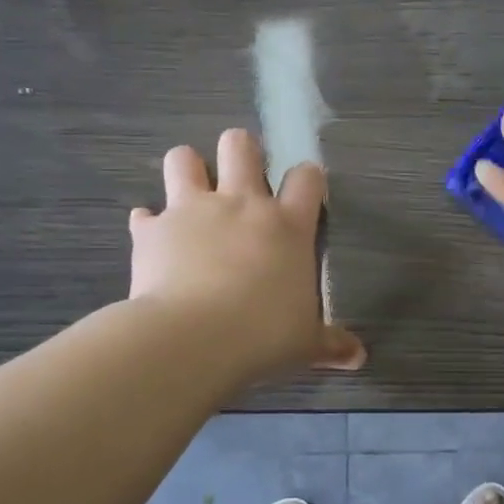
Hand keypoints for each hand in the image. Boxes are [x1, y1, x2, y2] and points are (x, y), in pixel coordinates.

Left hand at [129, 130, 365, 380]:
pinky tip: (154, 242)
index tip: (305, 193)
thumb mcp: (305, 343)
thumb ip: (331, 343)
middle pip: (240, 146)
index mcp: (287, 225)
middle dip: (242, 152)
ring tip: (192, 194)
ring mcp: (192, 211)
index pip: (306, 178)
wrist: (192, 339)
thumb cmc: (263, 335)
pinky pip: (145, 215)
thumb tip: (358, 357)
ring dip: (188, 170)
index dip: (307, 178)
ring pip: (184, 159)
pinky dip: (150, 225)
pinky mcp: (152, 229)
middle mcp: (241, 204)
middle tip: (242, 179)